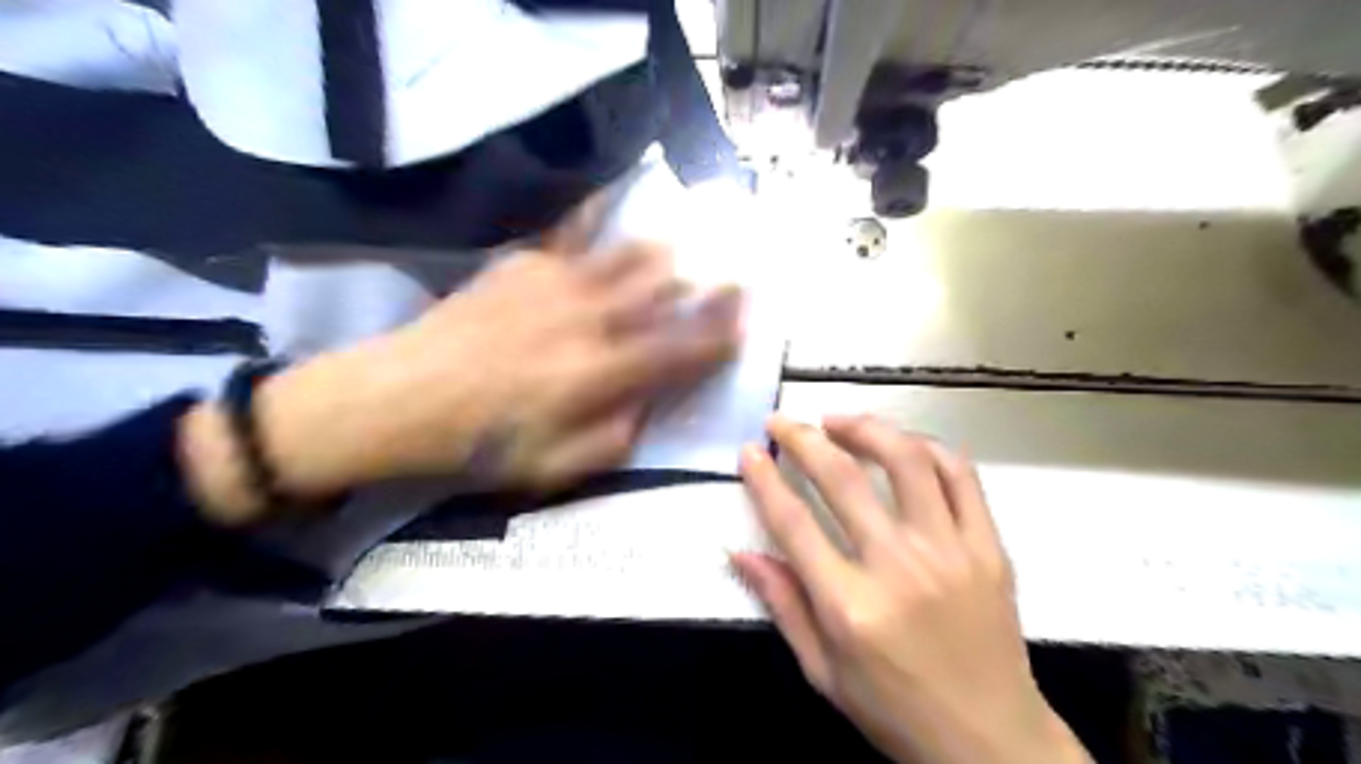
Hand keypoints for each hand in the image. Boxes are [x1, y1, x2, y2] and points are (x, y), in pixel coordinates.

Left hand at [181, 238, 741, 523]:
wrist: (396, 398)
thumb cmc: (480, 444)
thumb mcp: (556, 468)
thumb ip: (617, 437)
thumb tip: (649, 406)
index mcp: (602, 373)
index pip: (681, 348)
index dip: (721, 333)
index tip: (747, 320)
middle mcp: (591, 319)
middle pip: (665, 292)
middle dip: (707, 286)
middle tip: (732, 277)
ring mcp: (558, 283)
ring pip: (629, 257)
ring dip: (665, 257)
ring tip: (682, 253)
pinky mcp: (525, 263)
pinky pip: (577, 236)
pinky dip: (604, 228)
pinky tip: (613, 216)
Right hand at [728, 418, 1092, 763]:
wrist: (991, 738)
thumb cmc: (895, 709)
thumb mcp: (823, 671)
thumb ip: (782, 606)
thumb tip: (739, 553)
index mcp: (851, 606)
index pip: (793, 522)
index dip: (764, 479)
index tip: (750, 451)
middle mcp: (899, 567)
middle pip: (843, 478)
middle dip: (803, 438)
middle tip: (782, 422)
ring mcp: (951, 551)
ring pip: (906, 460)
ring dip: (865, 428)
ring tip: (838, 421)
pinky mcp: (989, 547)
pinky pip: (961, 476)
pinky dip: (928, 447)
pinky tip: (903, 443)